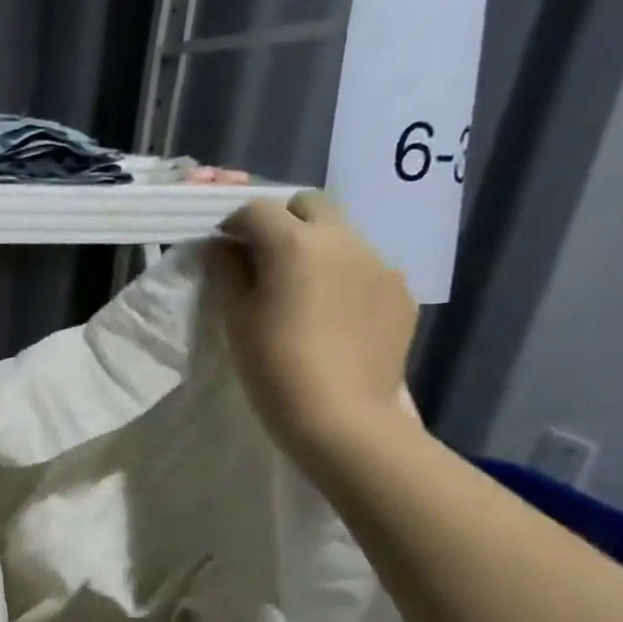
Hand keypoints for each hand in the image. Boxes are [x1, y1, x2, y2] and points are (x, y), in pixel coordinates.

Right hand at [207, 191, 418, 465]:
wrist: (341, 417)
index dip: (234, 225)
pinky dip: (343, 279)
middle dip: (282, 222)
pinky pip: (365, 270)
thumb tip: (222, 248)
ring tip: (302, 293)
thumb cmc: (273, 367)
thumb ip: (226, 273)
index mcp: (295, 243)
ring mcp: (379, 264)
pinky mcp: (400, 293)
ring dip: (315, 250)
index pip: (257, 209)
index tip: (223, 251)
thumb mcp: (235, 319)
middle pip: (310, 204)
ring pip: (341, 236)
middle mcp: (343, 239)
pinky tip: (333, 318)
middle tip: (263, 262)